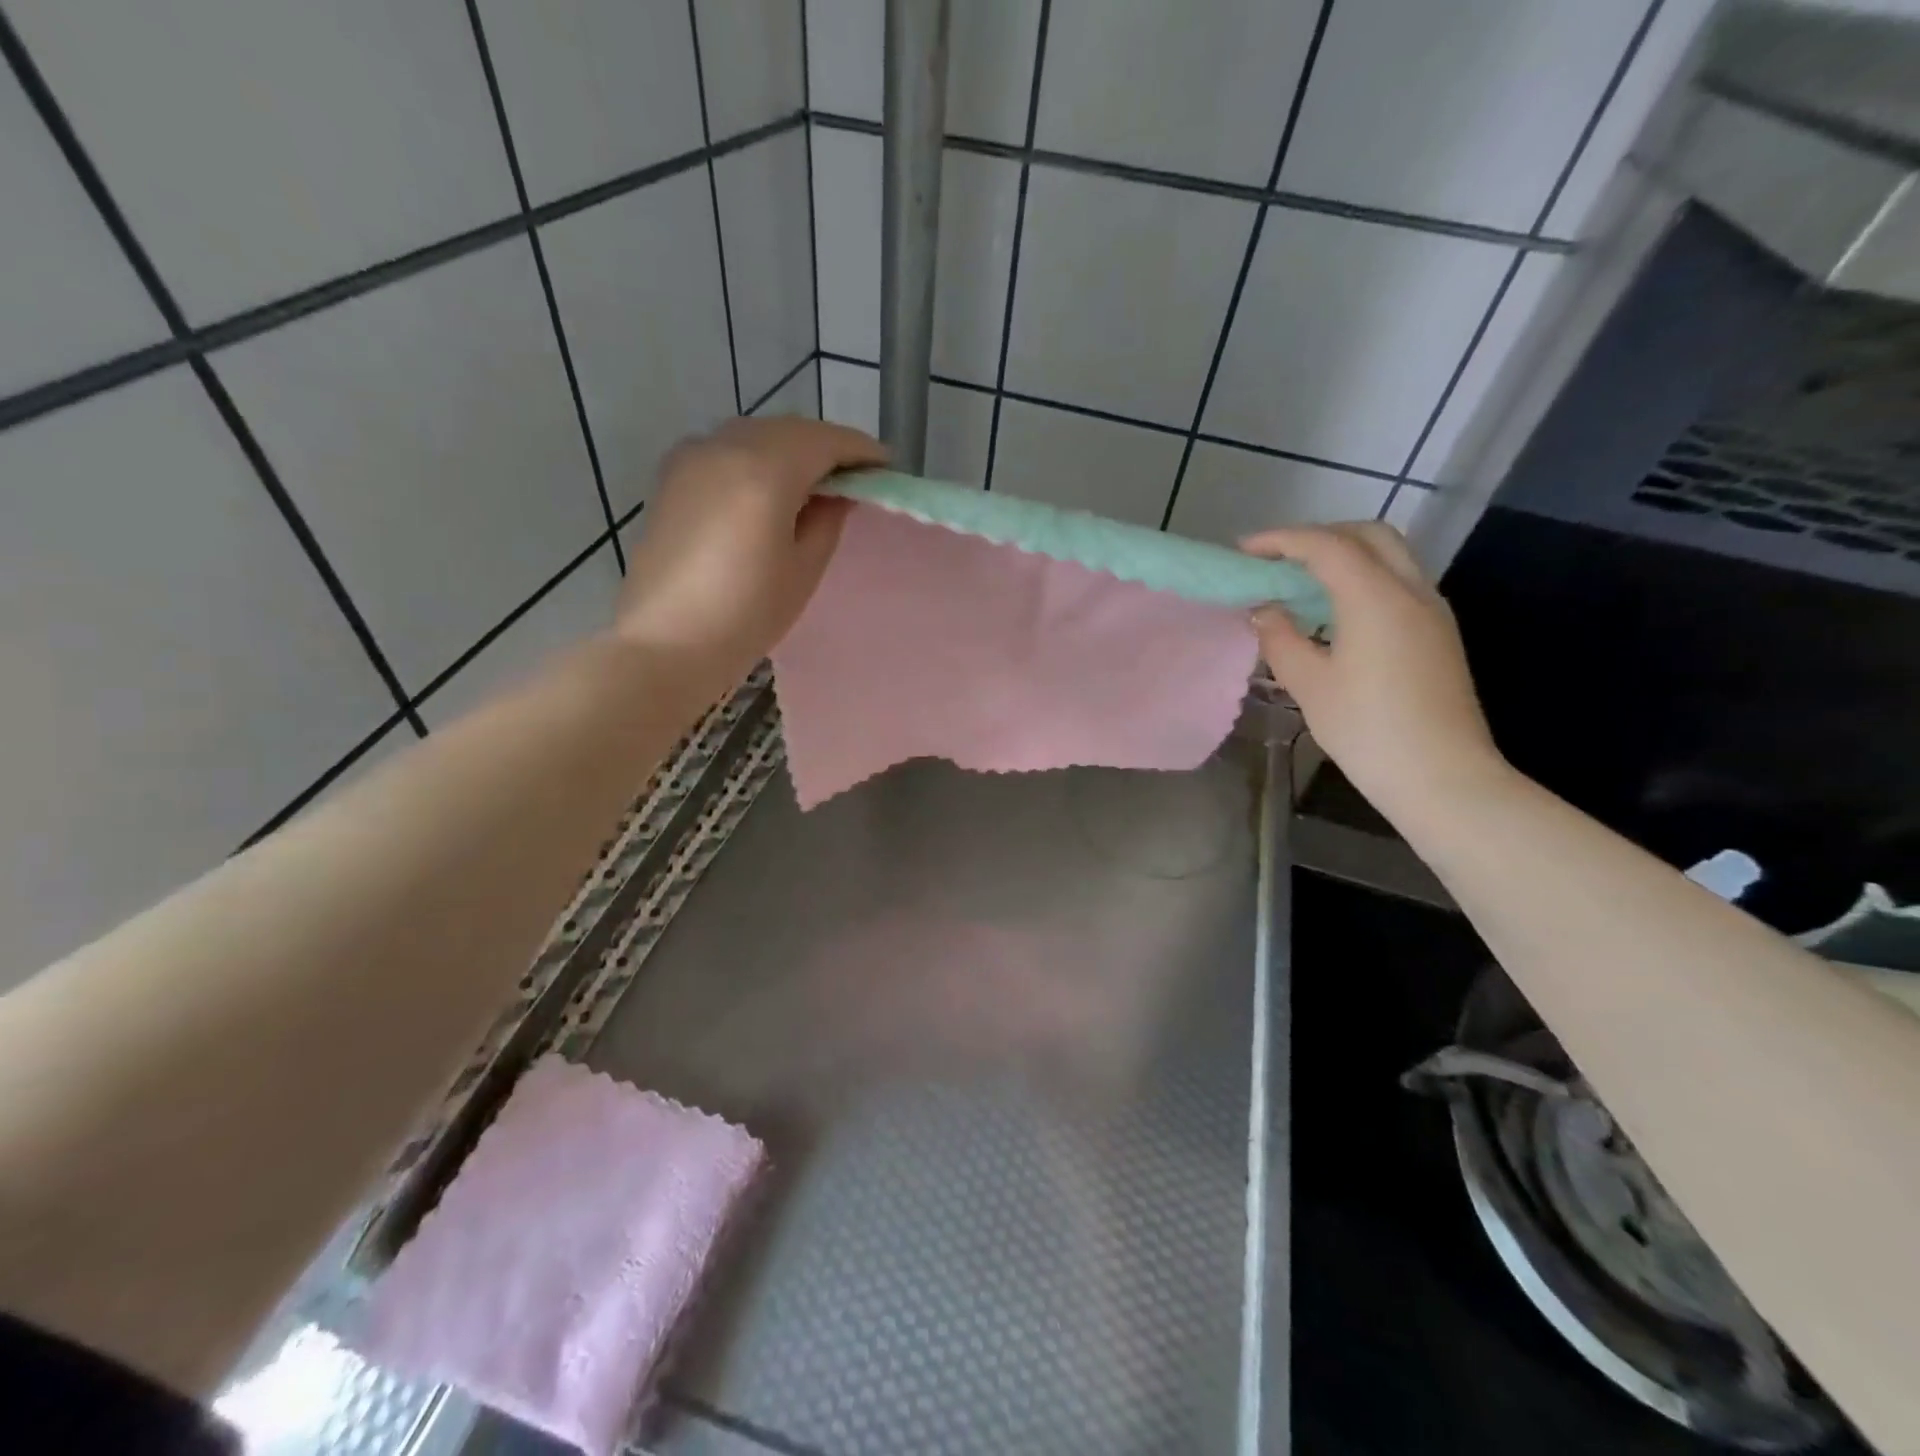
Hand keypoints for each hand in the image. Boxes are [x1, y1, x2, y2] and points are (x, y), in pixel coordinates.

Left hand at [615, 416, 885, 695]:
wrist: (666, 643)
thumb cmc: (746, 614)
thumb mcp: (803, 568)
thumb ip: (827, 519)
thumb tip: (835, 493)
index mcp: (765, 469)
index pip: (825, 440)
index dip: (859, 450)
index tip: (885, 466)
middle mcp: (725, 447)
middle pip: (788, 430)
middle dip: (825, 447)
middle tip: (853, 477)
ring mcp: (691, 458)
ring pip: (755, 436)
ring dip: (790, 450)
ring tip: (813, 484)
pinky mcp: (671, 478)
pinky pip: (726, 451)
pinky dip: (756, 459)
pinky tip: (767, 490)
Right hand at [1241, 522, 1507, 824]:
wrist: (1441, 776)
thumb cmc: (1367, 730)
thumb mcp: (1309, 684)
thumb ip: (1281, 638)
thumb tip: (1265, 610)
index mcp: (1375, 597)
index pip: (1325, 546)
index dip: (1281, 540)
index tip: (1244, 551)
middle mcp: (1410, 590)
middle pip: (1367, 535)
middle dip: (1319, 536)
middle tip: (1278, 559)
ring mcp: (1432, 610)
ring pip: (1389, 556)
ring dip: (1344, 555)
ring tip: (1301, 581)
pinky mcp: (1438, 633)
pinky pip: (1398, 582)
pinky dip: (1363, 577)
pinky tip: (1335, 611)